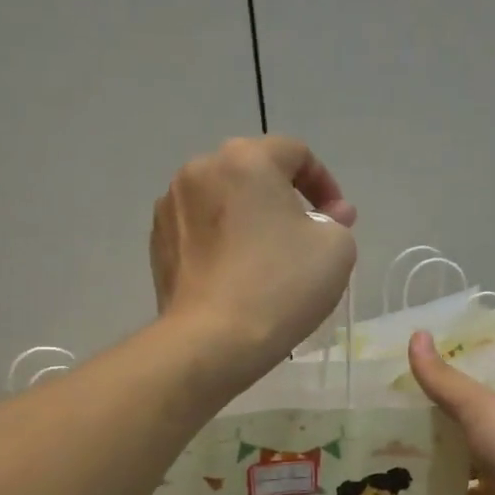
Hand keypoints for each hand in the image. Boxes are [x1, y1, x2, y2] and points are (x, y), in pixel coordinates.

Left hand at [151, 137, 357, 381]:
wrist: (212, 341)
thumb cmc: (280, 286)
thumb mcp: (336, 250)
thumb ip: (337, 221)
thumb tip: (329, 215)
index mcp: (245, 159)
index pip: (295, 153)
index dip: (324, 184)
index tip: (337, 219)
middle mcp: (200, 170)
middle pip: (253, 174)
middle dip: (283, 200)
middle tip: (304, 239)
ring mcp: (170, 207)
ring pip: (222, 203)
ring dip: (247, 220)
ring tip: (265, 261)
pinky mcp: (157, 244)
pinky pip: (199, 232)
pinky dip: (220, 244)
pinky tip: (234, 278)